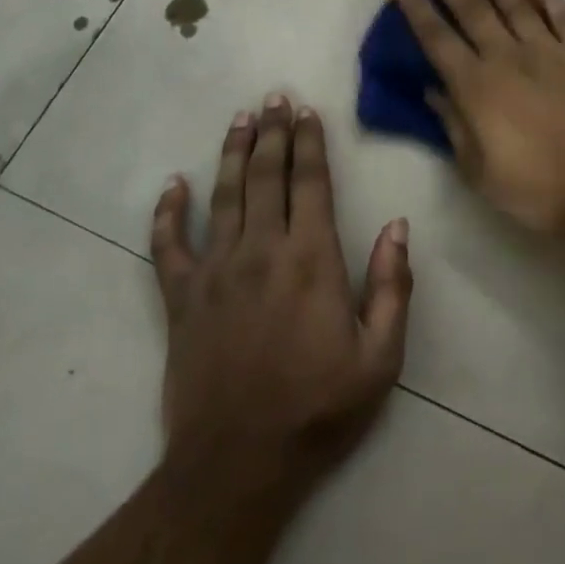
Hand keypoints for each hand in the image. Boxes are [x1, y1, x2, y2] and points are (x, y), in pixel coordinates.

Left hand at [150, 96, 412, 495]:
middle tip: (275, 98)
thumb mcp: (380, 358)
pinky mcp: (180, 298)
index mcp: (311, 260)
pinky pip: (167, 245)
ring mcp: (215, 271)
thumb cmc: (318, 410)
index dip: (310, 143)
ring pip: (224, 195)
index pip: (310, 183)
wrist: (237, 465)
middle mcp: (261, 251)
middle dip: (273, 133)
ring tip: (240, 119)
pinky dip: (167, 212)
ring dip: (233, 153)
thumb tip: (397, 225)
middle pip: (267, 176)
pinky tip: (172, 185)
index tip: (308, 112)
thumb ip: (393, 286)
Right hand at [394, 0, 564, 240]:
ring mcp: (550, 50)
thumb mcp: (481, 172)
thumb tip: (432, 91)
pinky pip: (564, 15)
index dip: (417, 8)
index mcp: (478, 87)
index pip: (437, 38)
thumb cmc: (540, 189)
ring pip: (515, 3)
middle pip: (471, 8)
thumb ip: (454, 126)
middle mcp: (509, 57)